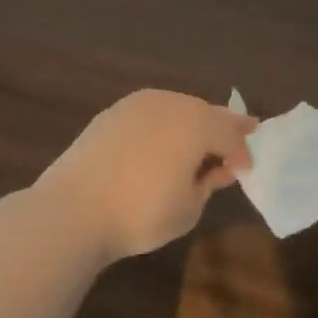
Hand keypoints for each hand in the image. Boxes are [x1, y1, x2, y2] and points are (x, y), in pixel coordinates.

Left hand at [36, 90, 257, 263]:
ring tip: (201, 140)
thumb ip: (209, 183)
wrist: (72, 210)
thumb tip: (219, 170)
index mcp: (198, 124)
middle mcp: (172, 103)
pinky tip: (163, 140)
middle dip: (225, 127)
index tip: (246, 170)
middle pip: (208, 112)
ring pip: (179, 107)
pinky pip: (152, 112)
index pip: (231, 135)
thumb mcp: (188, 208)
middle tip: (241, 136)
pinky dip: (165, 123)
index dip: (242, 153)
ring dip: (194, 122)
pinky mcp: (113, 112)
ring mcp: (139, 104)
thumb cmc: (140, 214)